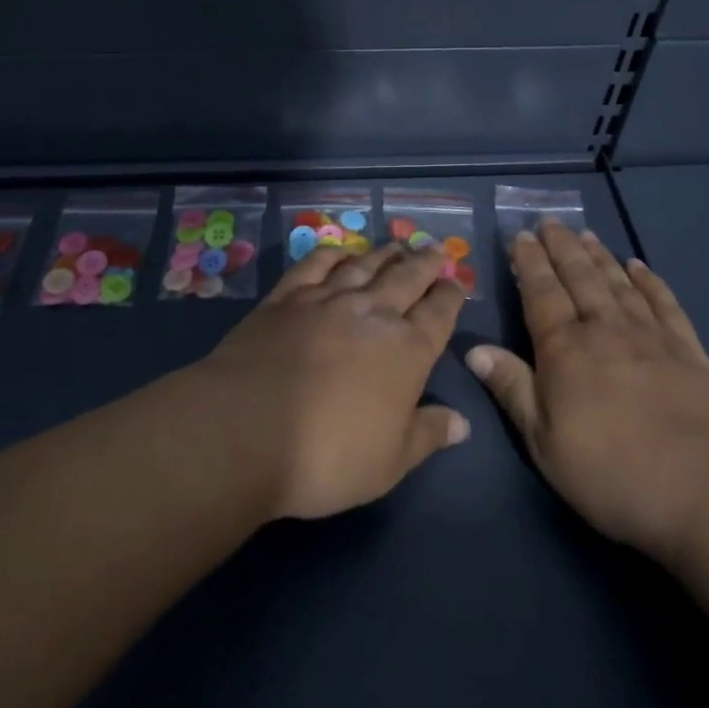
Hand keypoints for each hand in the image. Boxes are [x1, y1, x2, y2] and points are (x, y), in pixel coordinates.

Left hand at [197, 242, 470, 520]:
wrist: (246, 430)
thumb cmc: (328, 455)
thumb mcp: (390, 462)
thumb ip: (428, 435)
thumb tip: (463, 423)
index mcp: (407, 350)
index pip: (439, 313)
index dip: (451, 296)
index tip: (457, 282)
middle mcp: (373, 313)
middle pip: (406, 278)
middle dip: (424, 263)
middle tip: (435, 248)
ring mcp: (327, 300)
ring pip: (364, 266)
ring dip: (384, 254)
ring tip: (396, 245)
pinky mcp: (285, 298)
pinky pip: (315, 265)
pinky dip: (332, 255)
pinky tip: (340, 253)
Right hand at [466, 221, 708, 567]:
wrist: (699, 492)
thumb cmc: (607, 472)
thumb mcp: (543, 440)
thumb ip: (511, 388)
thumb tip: (474, 348)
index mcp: (566, 350)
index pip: (541, 293)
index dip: (529, 263)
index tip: (521, 236)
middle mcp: (605, 329)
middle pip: (580, 277)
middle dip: (561, 247)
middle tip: (550, 222)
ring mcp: (651, 336)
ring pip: (618, 283)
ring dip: (600, 256)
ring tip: (586, 234)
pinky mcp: (688, 350)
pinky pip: (665, 303)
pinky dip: (650, 281)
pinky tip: (639, 266)